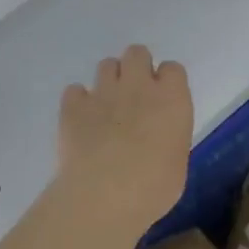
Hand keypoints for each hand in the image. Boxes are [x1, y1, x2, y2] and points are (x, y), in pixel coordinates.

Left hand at [59, 45, 192, 233]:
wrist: (104, 194)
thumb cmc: (153, 188)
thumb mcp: (176, 163)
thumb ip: (168, 138)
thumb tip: (156, 138)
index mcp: (172, 99)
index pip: (173, 69)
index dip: (166, 82)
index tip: (162, 101)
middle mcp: (138, 86)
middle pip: (136, 53)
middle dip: (135, 68)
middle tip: (133, 96)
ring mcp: (103, 92)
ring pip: (106, 65)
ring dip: (108, 81)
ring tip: (106, 108)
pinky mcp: (73, 105)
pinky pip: (75, 90)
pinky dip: (78, 101)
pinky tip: (80, 120)